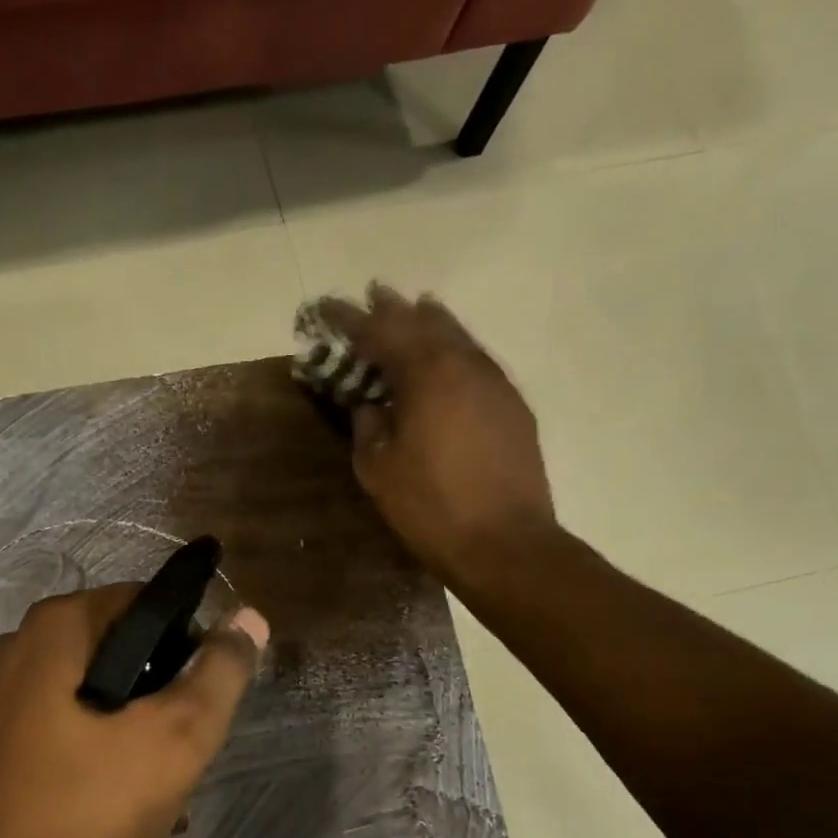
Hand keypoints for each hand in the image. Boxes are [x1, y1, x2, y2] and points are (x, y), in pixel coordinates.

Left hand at [0, 585, 268, 837]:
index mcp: (54, 629)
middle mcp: (17, 650)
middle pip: (118, 650)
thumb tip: (249, 618)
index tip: (206, 695)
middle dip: (161, 695)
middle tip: (186, 747)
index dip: (188, 641)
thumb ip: (220, 673)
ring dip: (136, 732)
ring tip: (165, 788)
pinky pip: (63, 731)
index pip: (144, 601)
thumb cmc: (88, 808)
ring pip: (93, 696)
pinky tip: (125, 805)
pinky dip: (99, 754)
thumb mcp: (177, 737)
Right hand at [311, 285, 557, 585]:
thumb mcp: (379, 470)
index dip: (348, 319)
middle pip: (423, 322)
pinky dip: (454, 349)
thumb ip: (368, 427)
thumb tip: (370, 404)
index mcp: (425, 374)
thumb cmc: (430, 507)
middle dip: (392, 308)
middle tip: (370, 295)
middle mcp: (464, 364)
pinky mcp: (513, 405)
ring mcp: (495, 382)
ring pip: (457, 336)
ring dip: (429, 322)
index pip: (379, 332)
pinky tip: (447, 358)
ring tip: (412, 309)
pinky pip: (477, 360)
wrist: (505, 542)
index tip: (324, 308)